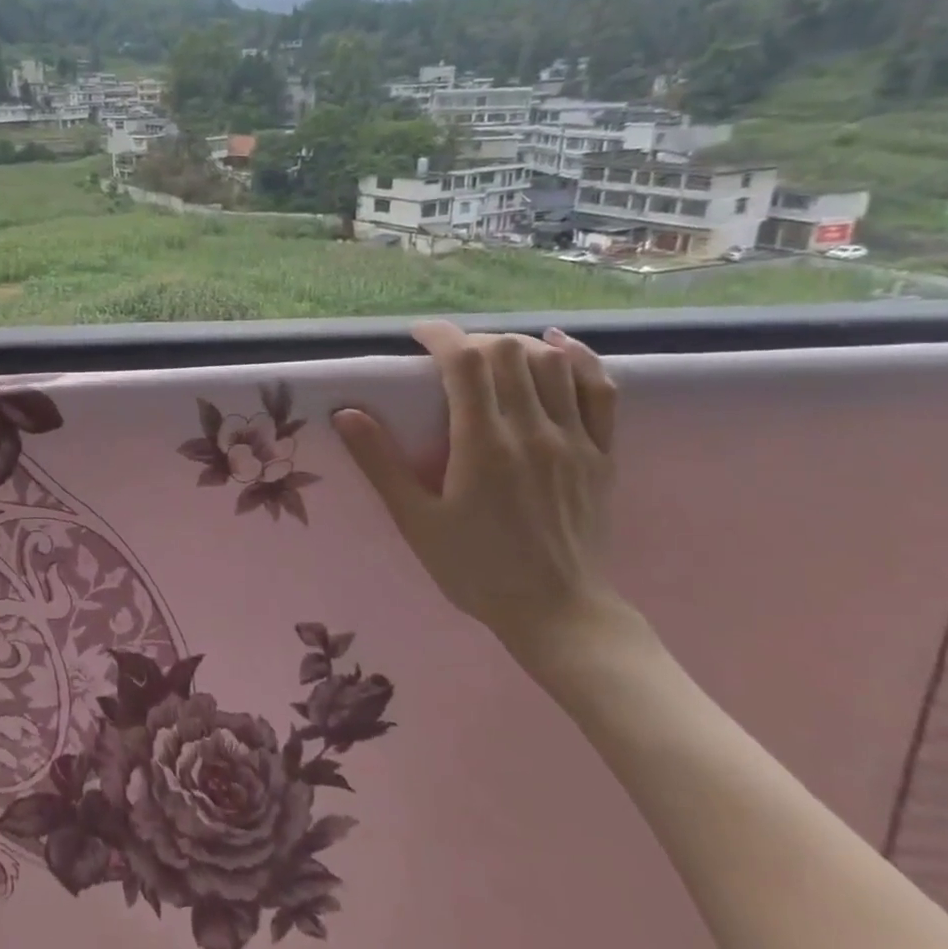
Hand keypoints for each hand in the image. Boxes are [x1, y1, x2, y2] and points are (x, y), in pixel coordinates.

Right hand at [333, 321, 625, 660]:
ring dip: (516, 346)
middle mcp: (532, 431)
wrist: (557, 613)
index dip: (441, 335)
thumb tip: (345, 414)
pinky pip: (601, 390)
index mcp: (483, 444)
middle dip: (472, 340)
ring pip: (551, 362)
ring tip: (492, 357)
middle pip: (507, 352)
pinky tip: (558, 347)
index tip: (418, 335)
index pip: (465, 361)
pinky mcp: (602, 454)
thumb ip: (380, 462)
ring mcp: (573, 440)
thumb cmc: (476, 569)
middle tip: (449, 359)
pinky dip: (580, 359)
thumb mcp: (415, 520)